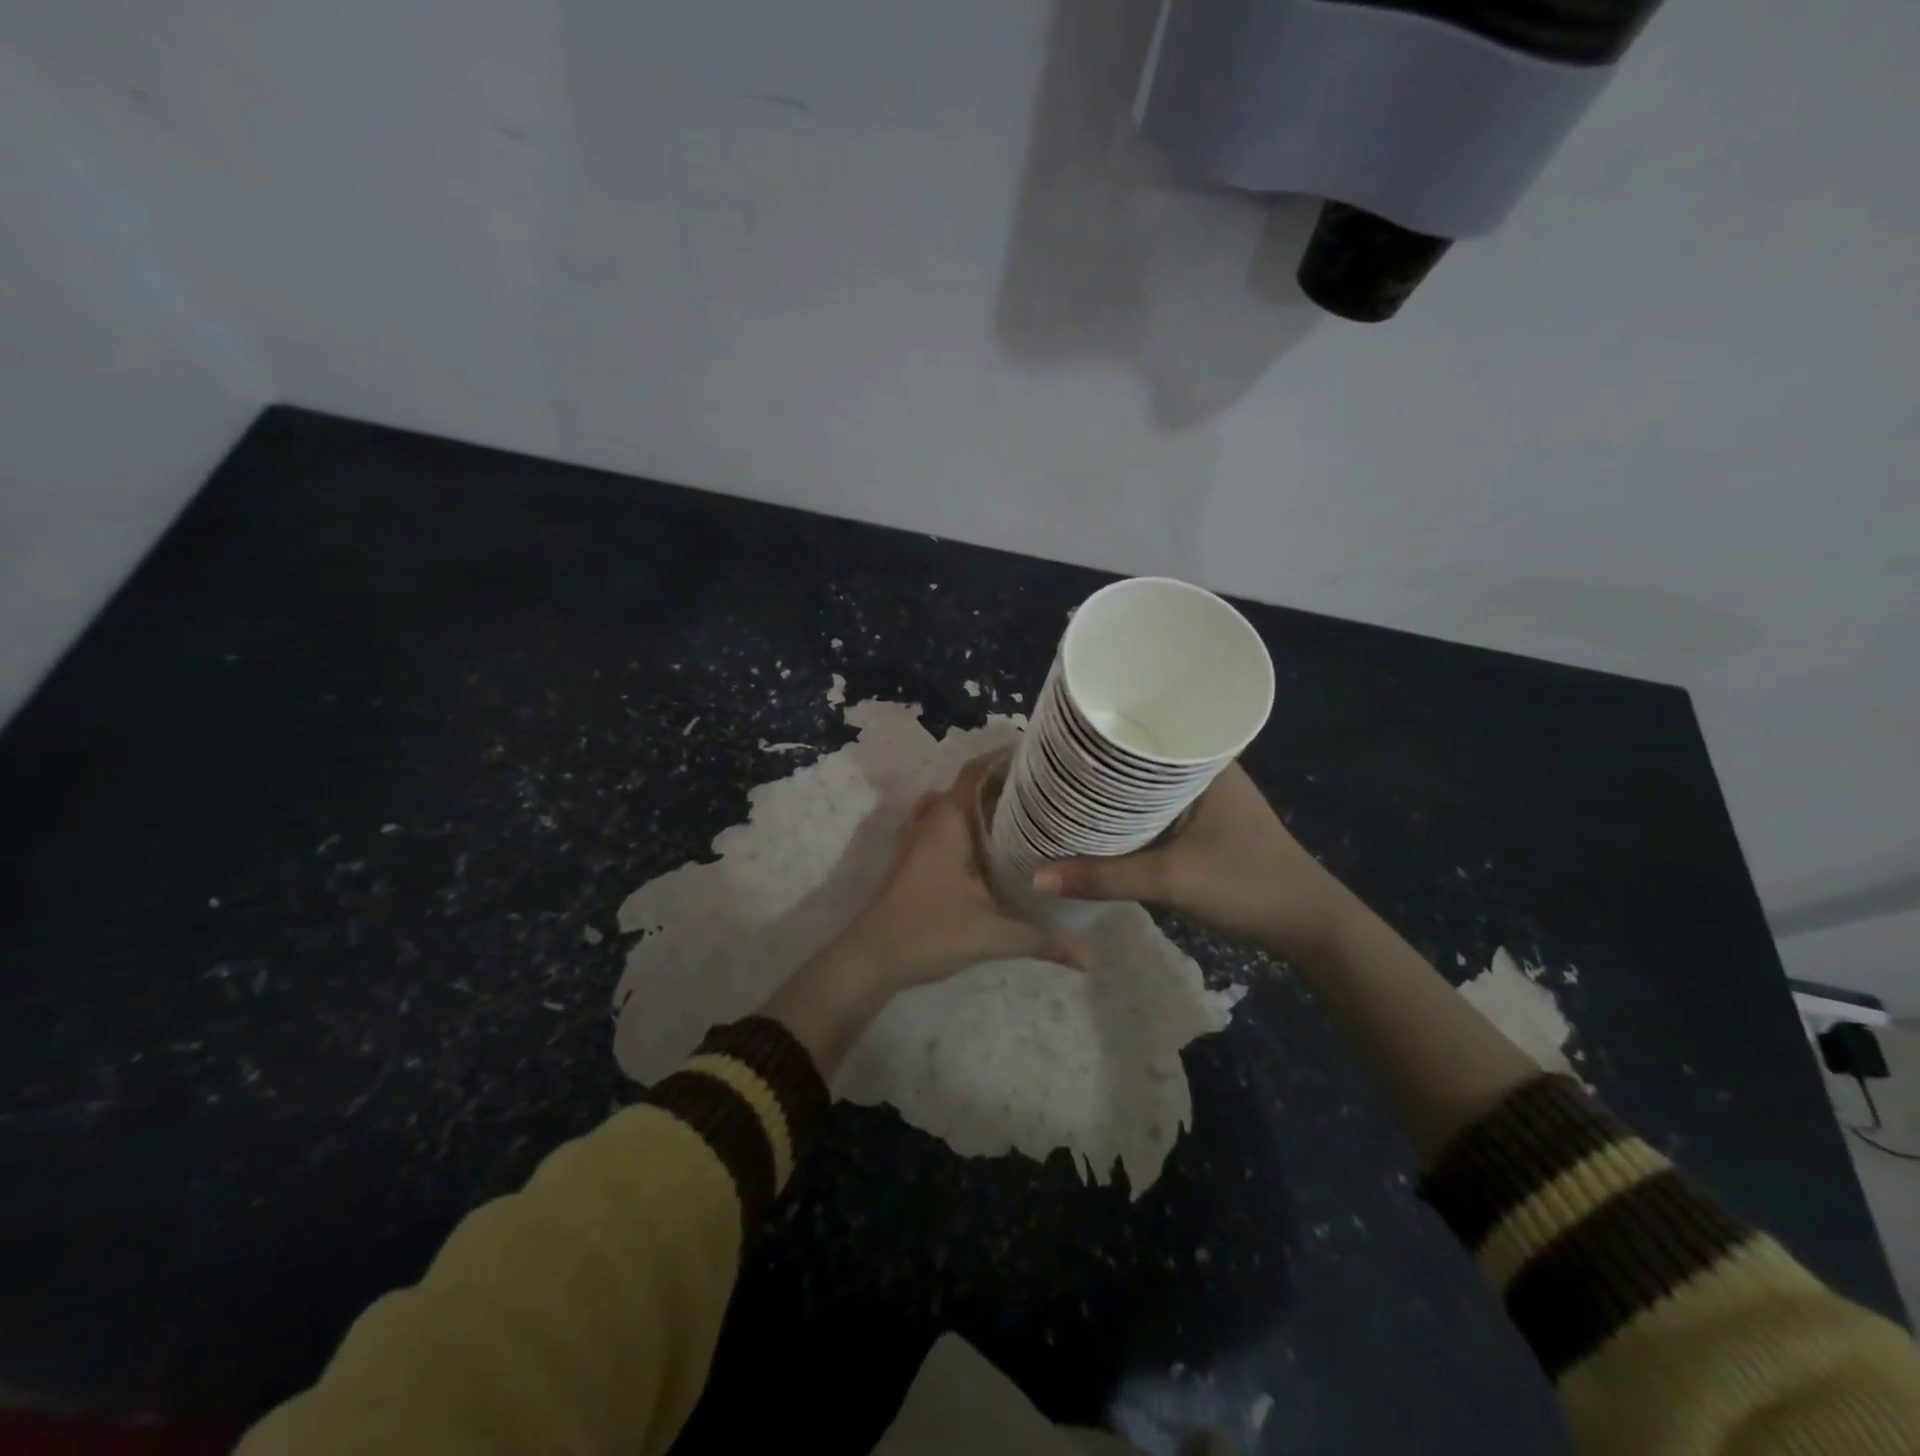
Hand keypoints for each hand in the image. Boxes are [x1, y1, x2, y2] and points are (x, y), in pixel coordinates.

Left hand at [830, 752, 1090, 987]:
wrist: (872, 957)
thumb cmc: (931, 931)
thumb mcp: (993, 935)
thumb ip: (1042, 940)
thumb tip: (1090, 958)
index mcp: (949, 821)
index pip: (975, 771)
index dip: (1002, 756)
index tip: (1036, 753)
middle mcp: (930, 820)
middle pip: (967, 785)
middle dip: (1001, 781)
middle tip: (1043, 787)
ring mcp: (914, 838)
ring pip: (951, 805)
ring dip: (979, 801)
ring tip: (1018, 808)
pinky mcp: (909, 857)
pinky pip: (938, 823)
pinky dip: (961, 821)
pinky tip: (982, 842)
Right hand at [1031, 762, 1360, 961]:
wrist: (1309, 926)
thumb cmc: (1247, 884)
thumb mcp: (1172, 880)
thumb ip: (1105, 878)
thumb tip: (1038, 876)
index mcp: (1204, 762)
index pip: (1144, 726)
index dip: (1100, 730)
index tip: (1057, 734)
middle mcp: (1204, 771)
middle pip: (1138, 759)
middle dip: (1097, 764)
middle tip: (1048, 765)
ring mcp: (1205, 799)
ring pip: (1144, 787)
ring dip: (1112, 793)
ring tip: (1062, 789)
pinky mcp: (1204, 824)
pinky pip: (1154, 810)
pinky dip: (1127, 815)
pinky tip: (1098, 822)